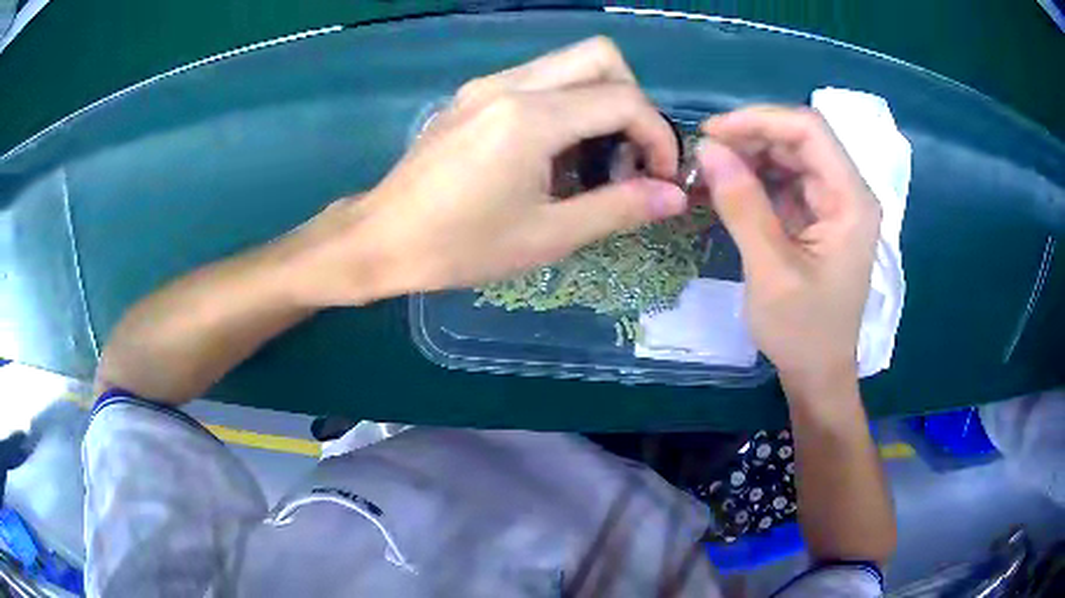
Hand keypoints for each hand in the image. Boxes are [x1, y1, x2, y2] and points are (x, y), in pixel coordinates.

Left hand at [287, 37, 686, 306]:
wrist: (380, 239)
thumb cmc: (458, 247)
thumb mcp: (547, 236)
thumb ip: (619, 208)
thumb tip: (675, 195)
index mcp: (530, 117)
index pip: (623, 99)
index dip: (658, 135)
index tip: (661, 177)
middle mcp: (511, 84)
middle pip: (601, 56)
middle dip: (633, 101)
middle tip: (629, 154)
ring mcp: (488, 84)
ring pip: (570, 63)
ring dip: (600, 100)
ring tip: (594, 159)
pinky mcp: (474, 95)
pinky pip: (540, 79)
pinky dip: (568, 104)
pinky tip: (554, 154)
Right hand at [697, 106, 880, 388]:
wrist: (818, 374)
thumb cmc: (803, 332)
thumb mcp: (770, 271)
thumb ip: (742, 205)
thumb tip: (707, 149)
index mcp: (851, 201)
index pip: (810, 131)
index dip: (760, 120)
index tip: (711, 133)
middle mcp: (848, 193)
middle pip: (800, 139)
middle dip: (750, 137)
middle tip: (703, 154)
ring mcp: (833, 205)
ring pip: (790, 156)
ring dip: (749, 156)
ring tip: (708, 170)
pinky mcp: (817, 218)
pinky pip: (785, 181)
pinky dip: (754, 179)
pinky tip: (726, 187)